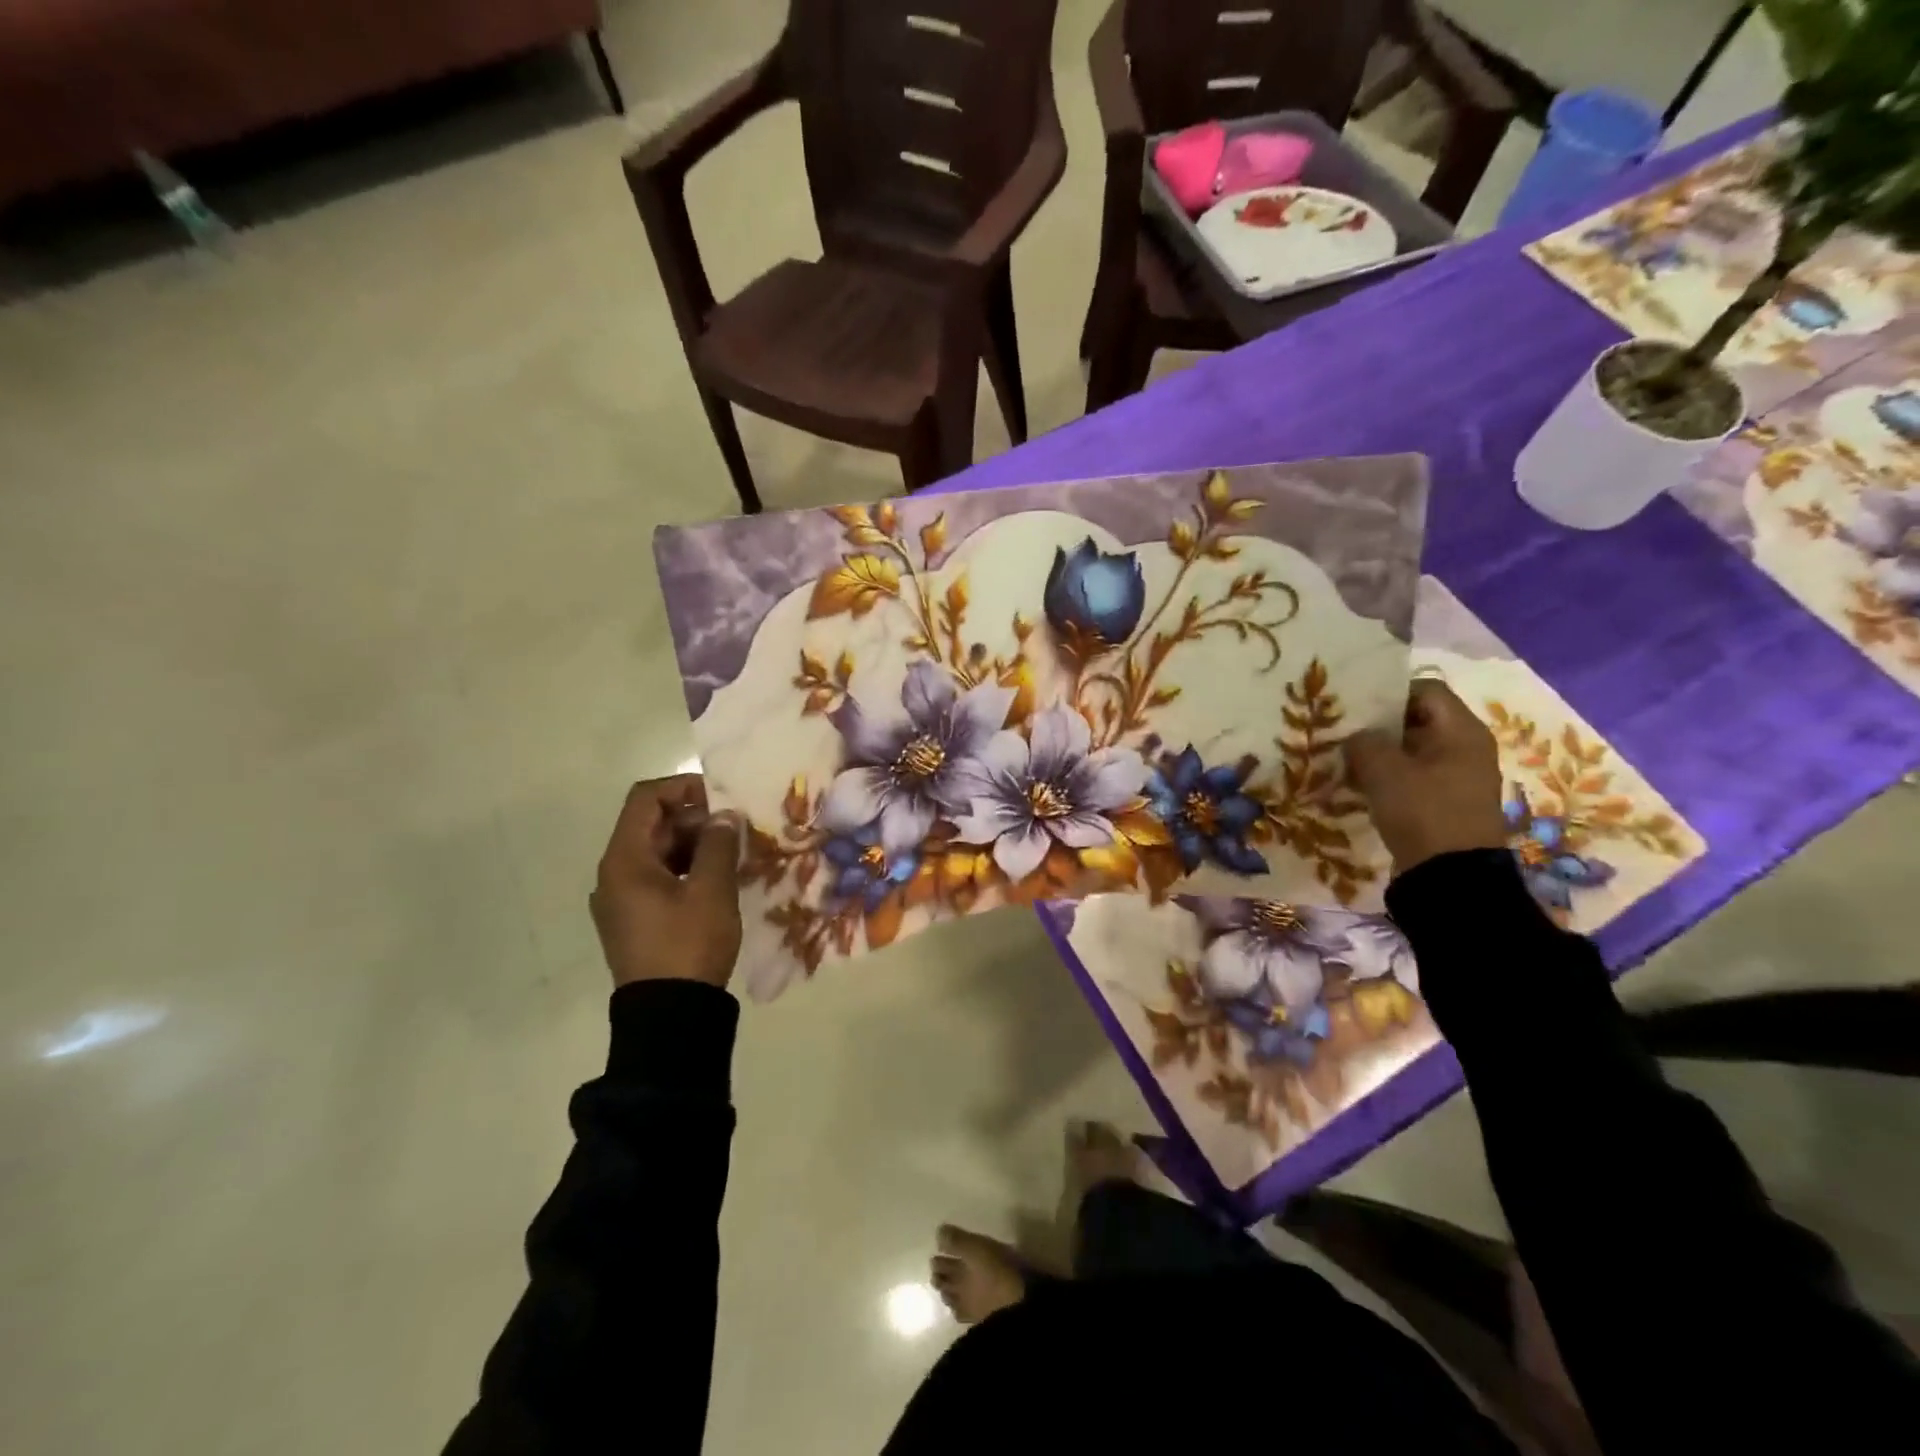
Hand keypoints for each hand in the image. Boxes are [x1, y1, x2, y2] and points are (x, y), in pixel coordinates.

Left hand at [590, 775, 743, 988]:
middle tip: (736, 829)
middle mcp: (614, 874)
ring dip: (694, 844)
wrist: (669, 1015)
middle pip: (651, 825)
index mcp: (624, 860)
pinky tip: (718, 881)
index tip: (721, 798)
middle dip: (695, 819)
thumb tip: (723, 815)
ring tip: (733, 854)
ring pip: (658, 852)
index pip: (645, 799)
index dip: (683, 787)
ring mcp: (622, 899)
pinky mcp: (634, 920)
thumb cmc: (688, 944)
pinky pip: (659, 878)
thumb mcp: (711, 890)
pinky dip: (687, 869)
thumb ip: (718, 843)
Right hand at [1345, 680, 1508, 875]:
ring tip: (1343, 760)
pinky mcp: (1444, 801)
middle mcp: (1465, 747)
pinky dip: (1386, 777)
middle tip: (1341, 731)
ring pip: (1411, 750)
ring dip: (1379, 753)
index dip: (1388, 691)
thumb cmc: (1422, 811)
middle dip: (1378, 725)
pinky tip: (1358, 786)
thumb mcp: (1384, 770)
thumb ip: (1363, 742)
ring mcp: (1456, 776)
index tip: (1354, 705)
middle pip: (1417, 719)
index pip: (1425, 689)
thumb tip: (1355, 737)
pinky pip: (1412, 776)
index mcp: (1461, 731)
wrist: (1450, 877)